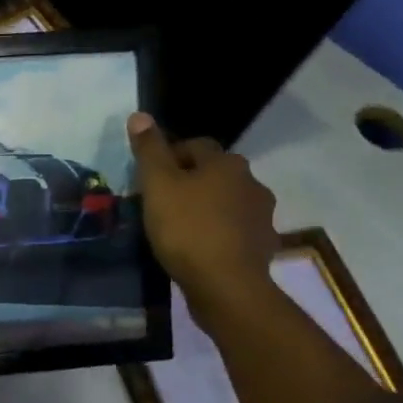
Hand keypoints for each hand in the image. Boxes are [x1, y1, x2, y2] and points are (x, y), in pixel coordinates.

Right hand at [127, 113, 278, 314]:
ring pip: (227, 202)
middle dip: (190, 182)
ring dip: (207, 208)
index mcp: (226, 163)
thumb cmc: (187, 229)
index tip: (150, 178)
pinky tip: (202, 249)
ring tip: (181, 228)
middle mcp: (251, 182)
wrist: (226, 287)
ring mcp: (262, 216)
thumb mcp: (157, 185)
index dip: (170, 157)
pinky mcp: (263, 246)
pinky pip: (236, 231)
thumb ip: (149, 150)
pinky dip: (220, 234)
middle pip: (214, 173)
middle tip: (162, 202)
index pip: (195, 145)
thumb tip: (140, 115)